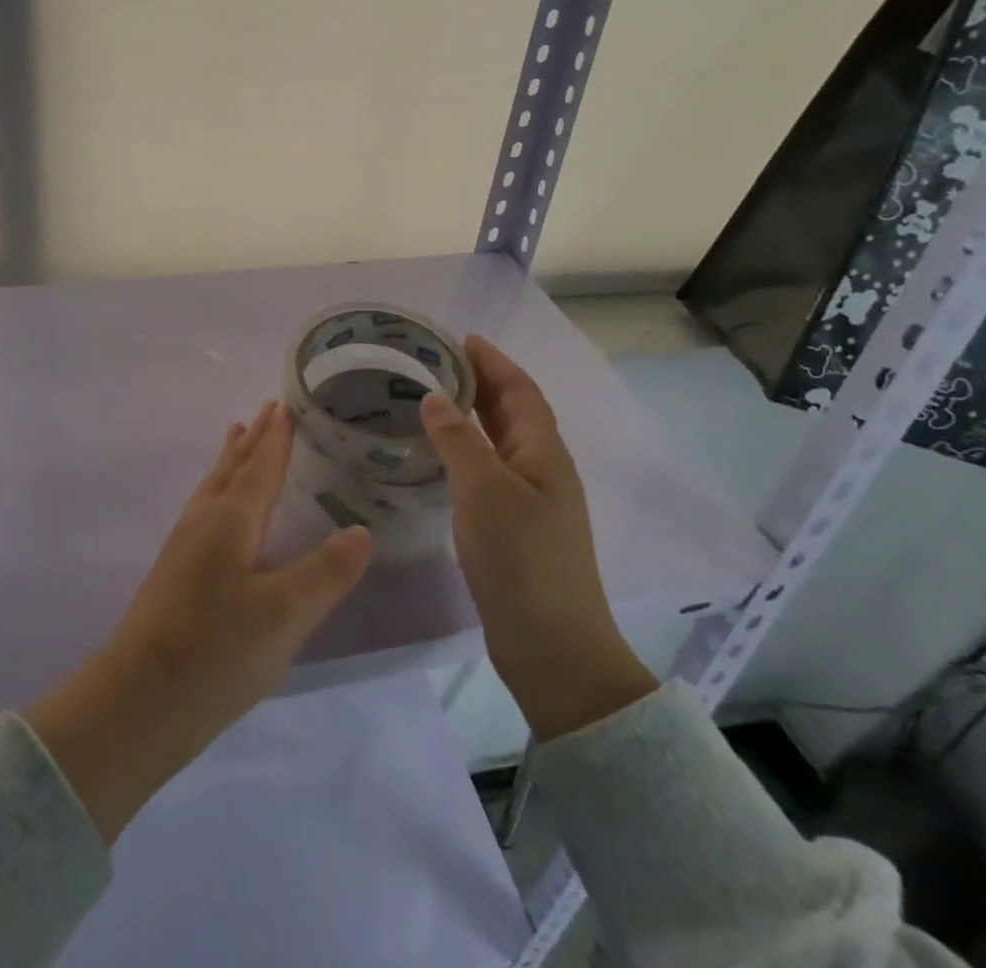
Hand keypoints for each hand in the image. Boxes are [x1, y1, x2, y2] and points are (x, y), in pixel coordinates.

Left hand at [23, 400, 373, 843]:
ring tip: (238, 437)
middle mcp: (204, 520)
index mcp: (229, 519)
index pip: (259, 466)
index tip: (286, 405)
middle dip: (253, 439)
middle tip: (267, 409)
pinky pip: (206, 508)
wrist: (137, 701)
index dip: (275, 437)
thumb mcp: (284, 615)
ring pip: (214, 486)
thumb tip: (361, 530)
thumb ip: (325, 572)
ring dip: (232, 460)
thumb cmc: (215, 651)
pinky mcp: (176, 571)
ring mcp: (184, 545)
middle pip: (232, 467)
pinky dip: (221, 489)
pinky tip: (222, 511)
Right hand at [420, 335, 656, 740]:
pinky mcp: (515, 529)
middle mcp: (542, 470)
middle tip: (438, 363)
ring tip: (433, 400)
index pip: (520, 391)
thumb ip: (459, 440)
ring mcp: (531, 501)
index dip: (495, 362)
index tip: (462, 339)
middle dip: (482, 382)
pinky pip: (489, 471)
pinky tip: (441, 458)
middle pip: (513, 412)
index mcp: (543, 453)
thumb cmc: (521, 559)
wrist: (552, 646)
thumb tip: (435, 397)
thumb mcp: (484, 491)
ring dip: (473, 416)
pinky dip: (467, 451)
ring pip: (500, 442)